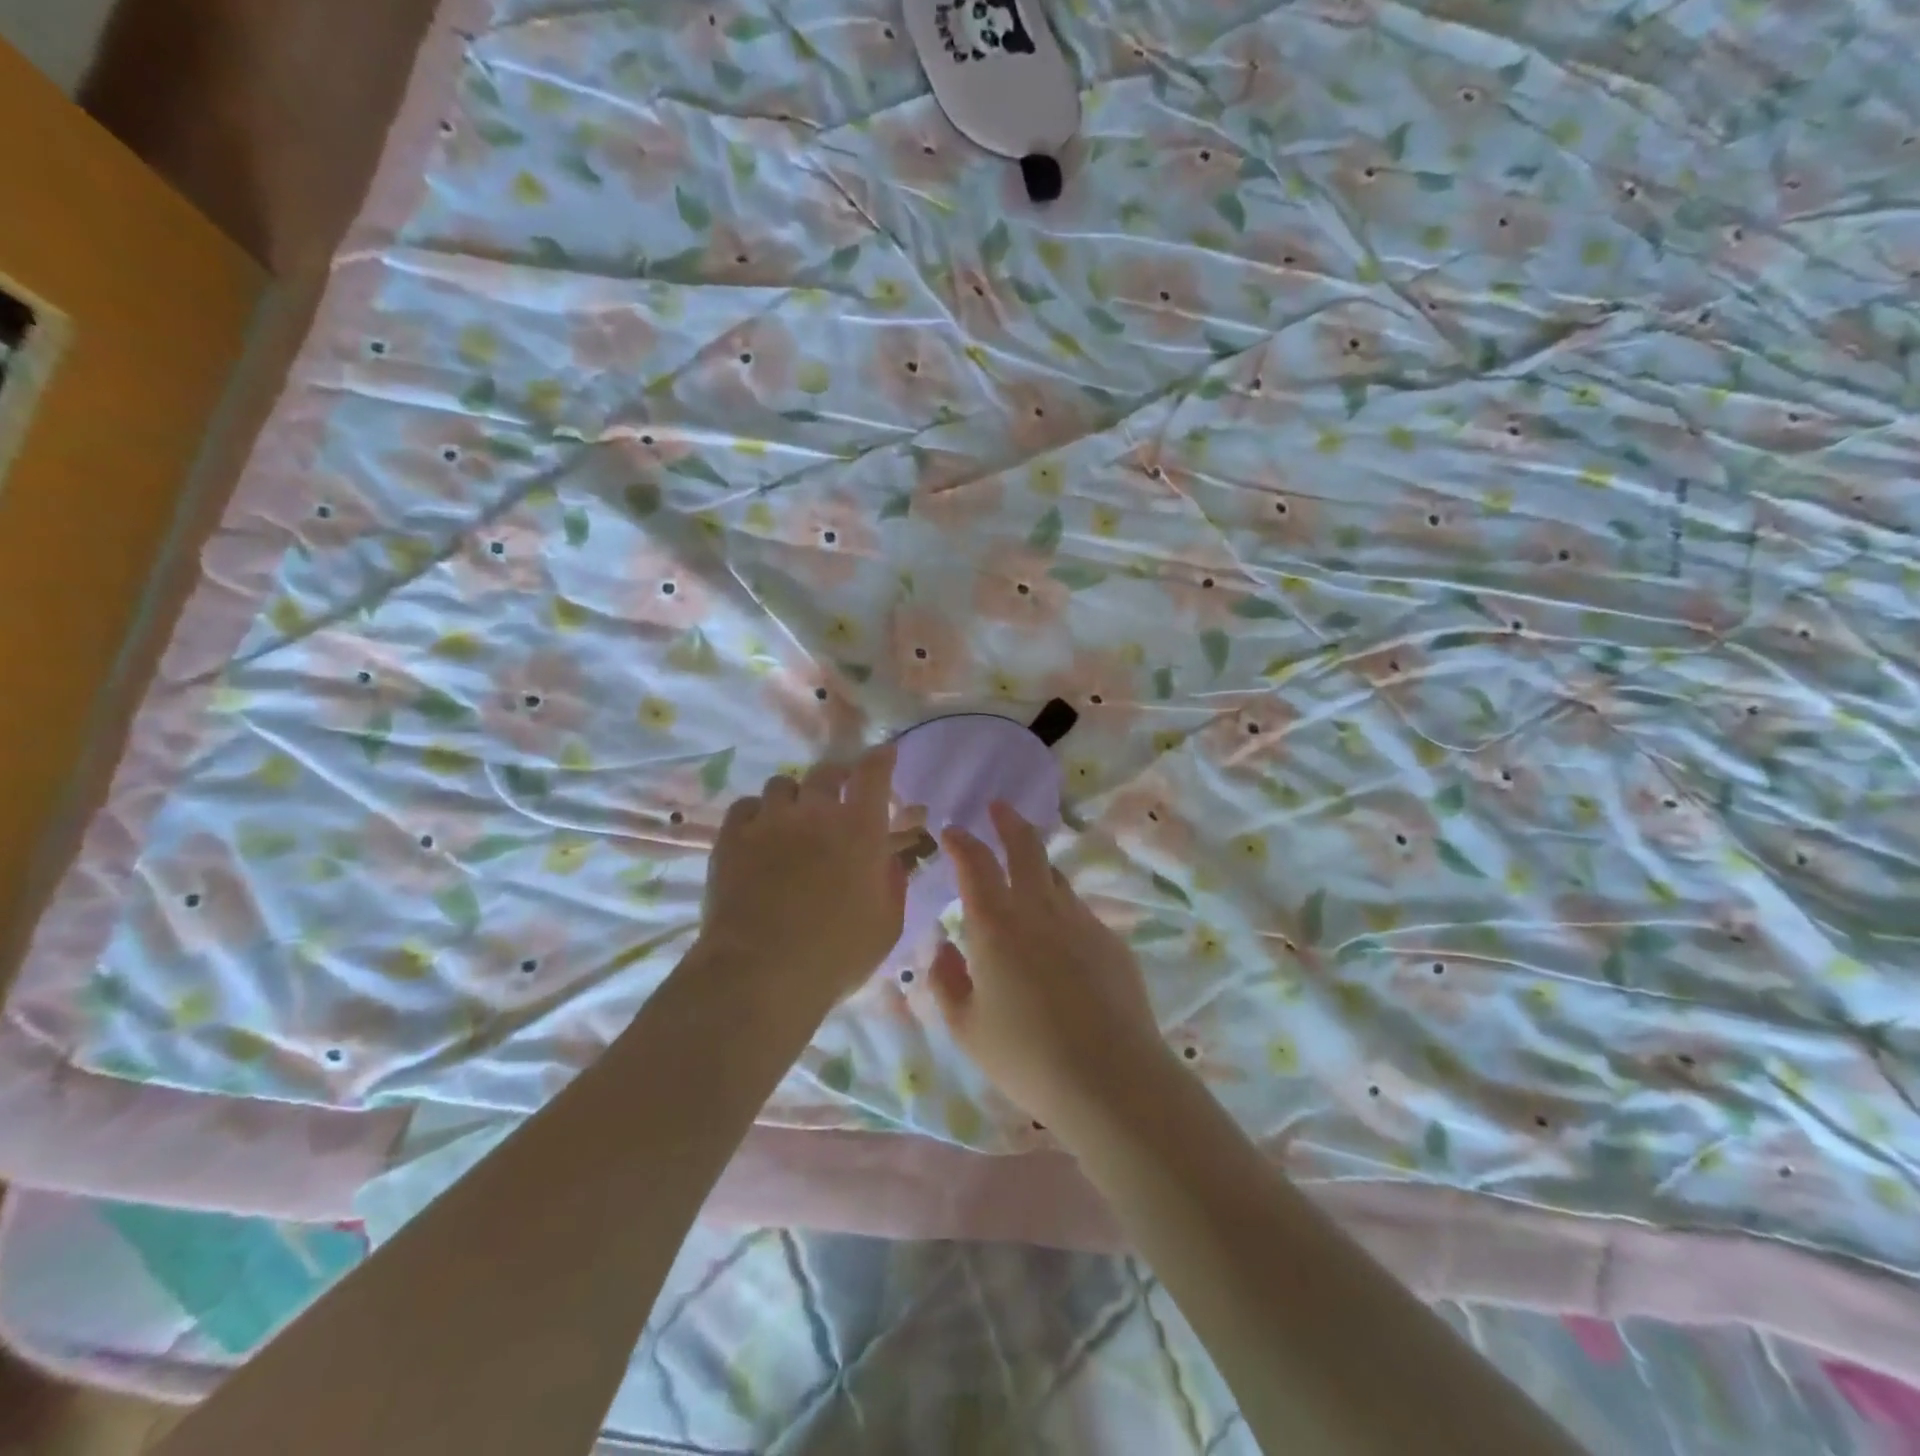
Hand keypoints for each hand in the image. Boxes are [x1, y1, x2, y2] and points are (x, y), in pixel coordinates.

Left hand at [699, 744, 905, 1003]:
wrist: (759, 973)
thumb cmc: (835, 954)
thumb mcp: (886, 924)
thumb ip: (892, 882)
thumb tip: (887, 858)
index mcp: (859, 829)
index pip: (873, 773)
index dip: (880, 759)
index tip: (884, 754)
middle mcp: (815, 812)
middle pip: (826, 772)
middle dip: (837, 778)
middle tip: (838, 797)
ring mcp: (769, 821)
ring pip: (783, 784)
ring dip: (795, 797)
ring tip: (794, 819)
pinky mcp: (732, 837)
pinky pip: (746, 806)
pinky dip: (758, 814)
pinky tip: (760, 834)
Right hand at [930, 801, 1173, 1130]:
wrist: (1110, 1079)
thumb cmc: (1026, 1056)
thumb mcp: (967, 1027)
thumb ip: (945, 981)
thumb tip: (942, 946)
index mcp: (996, 924)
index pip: (975, 863)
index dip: (961, 842)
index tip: (952, 831)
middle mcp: (1039, 909)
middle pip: (1026, 847)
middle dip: (1008, 821)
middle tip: (998, 807)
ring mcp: (1081, 921)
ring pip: (1056, 877)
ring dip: (1037, 865)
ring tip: (1026, 872)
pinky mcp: (1111, 941)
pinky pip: (1078, 912)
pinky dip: (1060, 909)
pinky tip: (1058, 941)